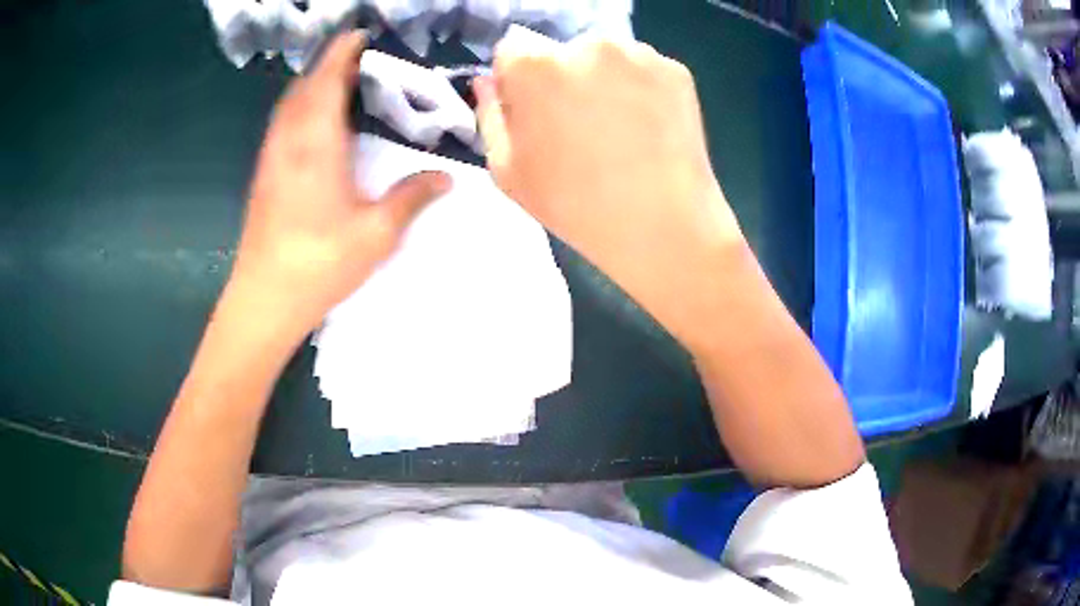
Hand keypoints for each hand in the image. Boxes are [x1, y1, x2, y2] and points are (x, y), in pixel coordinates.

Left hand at [232, 31, 450, 338]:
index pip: (328, 82)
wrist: (265, 297)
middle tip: (358, 55)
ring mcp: (271, 157)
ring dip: (311, 83)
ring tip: (338, 79)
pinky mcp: (263, 173)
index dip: (342, 53)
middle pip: (305, 86)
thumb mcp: (375, 233)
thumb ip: (411, 197)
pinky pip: (281, 123)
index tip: (360, 35)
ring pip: (289, 104)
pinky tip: (312, 119)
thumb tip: (446, 176)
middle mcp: (289, 141)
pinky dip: (298, 106)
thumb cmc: (319, 263)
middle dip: (328, 63)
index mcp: (317, 144)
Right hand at [475, 31, 746, 342]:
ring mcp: (637, 53)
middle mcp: (585, 44)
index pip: (512, 50)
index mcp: (535, 66)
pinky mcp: (675, 69)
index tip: (534, 111)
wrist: (661, 226)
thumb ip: (490, 116)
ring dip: (603, 80)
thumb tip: (487, 82)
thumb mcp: (507, 171)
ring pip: (605, 57)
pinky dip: (640, 89)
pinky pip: (643, 70)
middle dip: (562, 78)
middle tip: (579, 127)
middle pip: (561, 52)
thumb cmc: (573, 204)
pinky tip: (647, 127)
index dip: (518, 81)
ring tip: (618, 131)